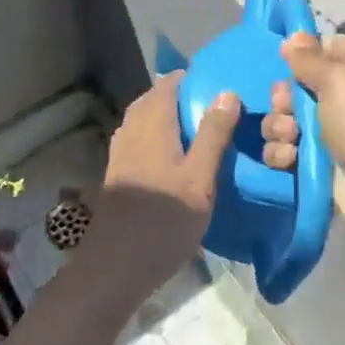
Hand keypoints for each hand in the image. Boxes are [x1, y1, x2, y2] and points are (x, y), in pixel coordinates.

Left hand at [94, 74, 240, 292]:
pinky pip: (137, 141)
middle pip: (152, 100)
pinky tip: (172, 158)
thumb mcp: (200, 177)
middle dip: (178, 97)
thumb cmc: (165, 219)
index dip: (191, 78)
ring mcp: (120, 154)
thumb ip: (214, 134)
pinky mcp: (117, 175)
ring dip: (165, 118)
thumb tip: (227, 92)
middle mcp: (131, 131)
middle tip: (211, 106)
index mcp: (152, 124)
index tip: (218, 82)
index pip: (168, 84)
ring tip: (196, 130)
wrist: (116, 265)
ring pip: (142, 121)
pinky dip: (155, 137)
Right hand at [261, 31, 344, 256]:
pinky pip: (287, 150)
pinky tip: (287, 160)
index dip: (299, 54)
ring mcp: (333, 132)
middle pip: (297, 85)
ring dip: (278, 127)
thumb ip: (310, 59)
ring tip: (290, 139)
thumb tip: (293, 37)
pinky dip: (281, 154)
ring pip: (286, 119)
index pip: (322, 47)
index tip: (280, 63)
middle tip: (287, 110)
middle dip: (283, 97)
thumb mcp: (341, 82)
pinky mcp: (320, 164)